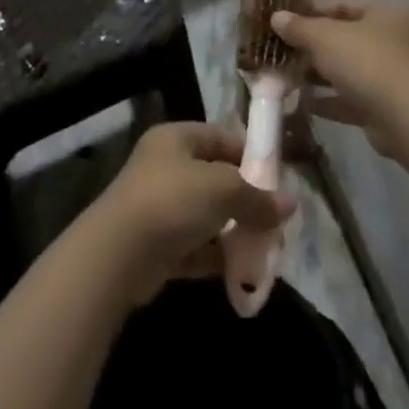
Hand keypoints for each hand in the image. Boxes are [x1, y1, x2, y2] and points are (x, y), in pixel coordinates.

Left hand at [87, 122, 293, 303]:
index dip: (251, 154)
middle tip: (276, 219)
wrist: (117, 256)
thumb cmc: (172, 201)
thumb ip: (257, 197)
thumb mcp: (222, 190)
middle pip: (216, 178)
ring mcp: (160, 206)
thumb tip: (291, 204)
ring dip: (234, 231)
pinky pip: (197, 246)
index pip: (221, 137)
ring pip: (208, 215)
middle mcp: (166, 166)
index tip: (279, 179)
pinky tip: (243, 271)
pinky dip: (218, 256)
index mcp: (177, 138)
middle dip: (246, 199)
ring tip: (266, 248)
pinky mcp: (158, 245)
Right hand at [272, 0, 408, 160]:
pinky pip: (350, 97)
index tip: (285, 19)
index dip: (312, 9)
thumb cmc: (365, 62)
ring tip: (286, 76)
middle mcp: (392, 40)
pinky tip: (302, 102)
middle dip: (313, 45)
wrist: (403, 118)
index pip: (343, 4)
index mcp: (384, 13)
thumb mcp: (325, 37)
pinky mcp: (384, 107)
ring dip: (318, 73)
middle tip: (282, 49)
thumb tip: (276, 17)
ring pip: (347, 69)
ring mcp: (390, 75)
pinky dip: (328, 99)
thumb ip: (299, 27)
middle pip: (345, 37)